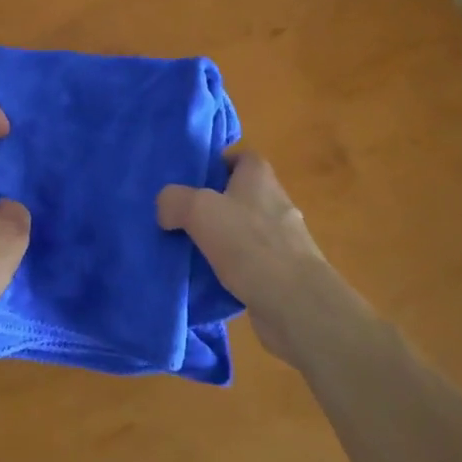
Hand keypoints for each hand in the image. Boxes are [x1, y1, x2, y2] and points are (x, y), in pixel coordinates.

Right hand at [157, 153, 355, 362]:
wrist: (295, 304)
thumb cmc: (248, 243)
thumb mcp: (198, 209)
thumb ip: (174, 200)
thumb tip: (166, 209)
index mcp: (260, 178)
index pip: (242, 157)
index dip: (219, 163)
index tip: (194, 179)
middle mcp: (276, 203)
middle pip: (241, 195)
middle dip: (214, 205)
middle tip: (183, 217)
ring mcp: (284, 241)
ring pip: (245, 231)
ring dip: (222, 239)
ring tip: (190, 251)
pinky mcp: (284, 274)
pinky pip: (251, 264)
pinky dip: (233, 269)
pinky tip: (210, 280)